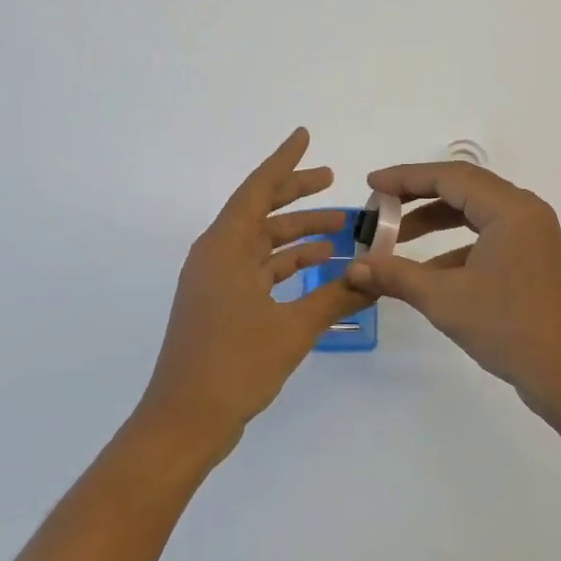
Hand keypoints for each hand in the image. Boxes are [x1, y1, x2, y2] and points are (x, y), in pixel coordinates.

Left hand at [136, 129, 367, 459]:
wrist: (184, 424)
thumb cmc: (234, 366)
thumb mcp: (293, 329)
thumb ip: (336, 297)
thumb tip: (377, 276)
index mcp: (224, 247)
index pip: (258, 188)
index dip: (284, 160)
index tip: (305, 136)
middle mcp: (217, 255)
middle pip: (261, 211)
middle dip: (297, 195)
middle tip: (332, 180)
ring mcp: (217, 282)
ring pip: (263, 243)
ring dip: (299, 235)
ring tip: (341, 231)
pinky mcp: (222, 305)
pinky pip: (260, 270)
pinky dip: (289, 265)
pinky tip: (321, 269)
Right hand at [344, 161, 560, 420]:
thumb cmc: (510, 328)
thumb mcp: (445, 299)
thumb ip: (397, 276)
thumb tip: (354, 268)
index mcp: (510, 209)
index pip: (449, 177)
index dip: (406, 178)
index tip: (372, 185)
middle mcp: (525, 212)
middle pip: (463, 188)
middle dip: (418, 197)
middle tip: (381, 207)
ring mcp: (533, 236)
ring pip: (476, 213)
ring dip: (436, 222)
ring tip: (397, 242)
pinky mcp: (534, 260)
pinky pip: (488, 236)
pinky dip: (456, 247)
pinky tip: (430, 273)